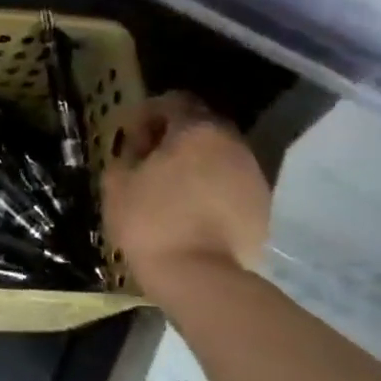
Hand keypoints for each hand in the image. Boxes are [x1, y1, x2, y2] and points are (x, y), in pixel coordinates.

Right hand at [103, 93, 270, 281]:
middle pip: (200, 127)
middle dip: (174, 139)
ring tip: (170, 190)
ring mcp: (253, 175)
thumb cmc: (151, 223)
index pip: (173, 102)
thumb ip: (125, 155)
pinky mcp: (263, 206)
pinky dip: (211, 189)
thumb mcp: (117, 185)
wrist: (201, 278)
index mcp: (196, 130)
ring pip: (219, 156)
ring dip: (195, 164)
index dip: (148, 114)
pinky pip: (231, 185)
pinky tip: (192, 212)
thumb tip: (136, 149)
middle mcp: (232, 143)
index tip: (131, 136)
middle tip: (148, 162)